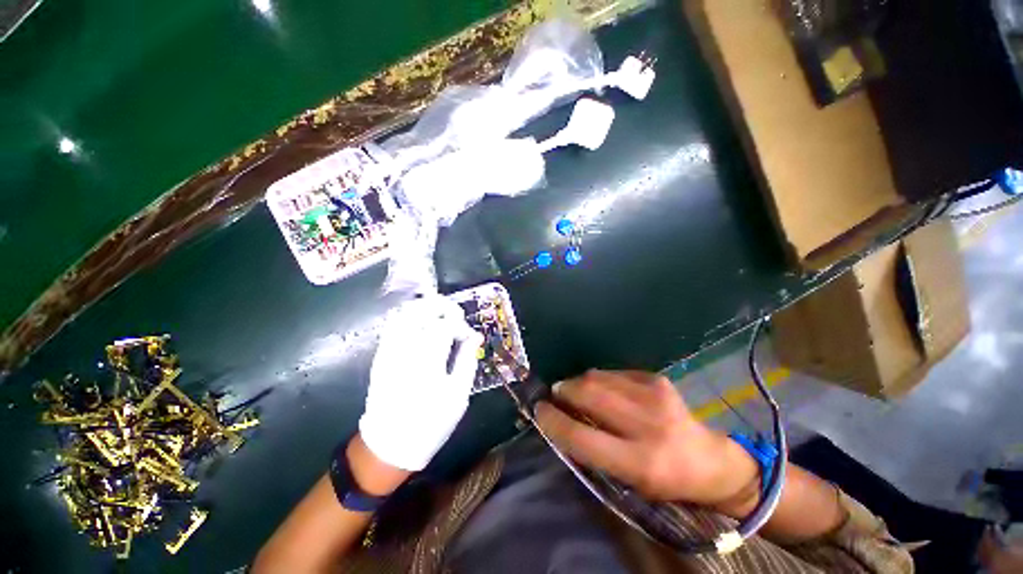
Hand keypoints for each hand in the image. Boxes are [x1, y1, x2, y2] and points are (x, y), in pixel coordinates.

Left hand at [359, 296, 482, 471]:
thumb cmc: (430, 422)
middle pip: (421, 310)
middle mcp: (405, 349)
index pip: (445, 324)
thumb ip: (467, 360)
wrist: (389, 444)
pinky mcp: (381, 355)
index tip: (468, 335)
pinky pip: (393, 324)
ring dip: (424, 307)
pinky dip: (409, 316)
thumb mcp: (458, 394)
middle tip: (455, 313)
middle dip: (441, 305)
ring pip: (404, 313)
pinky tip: (422, 323)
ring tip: (440, 314)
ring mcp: (389, 350)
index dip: (460, 324)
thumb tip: (475, 336)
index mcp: (428, 361)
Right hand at [535, 370, 760, 511]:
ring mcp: (655, 396)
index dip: (554, 421)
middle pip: (589, 394)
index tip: (539, 410)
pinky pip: (613, 373)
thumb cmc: (664, 479)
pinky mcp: (657, 379)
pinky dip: (599, 379)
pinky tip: (604, 390)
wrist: (710, 460)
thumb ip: (592, 450)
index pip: (582, 437)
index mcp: (641, 462)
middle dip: (563, 391)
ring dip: (578, 382)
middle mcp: (649, 425)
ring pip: (597, 377)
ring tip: (577, 391)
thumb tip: (560, 419)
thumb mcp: (628, 481)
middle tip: (556, 395)